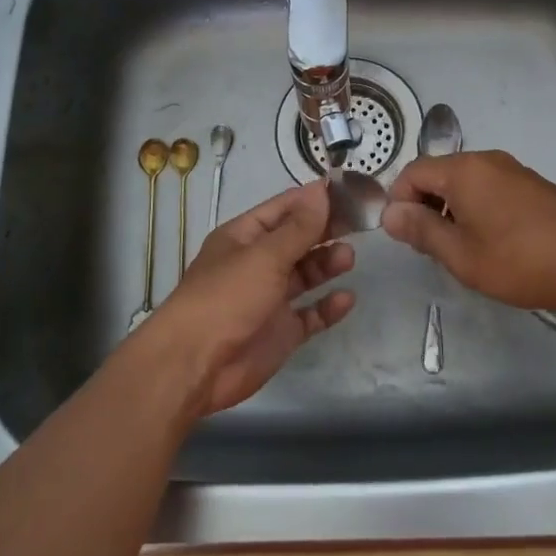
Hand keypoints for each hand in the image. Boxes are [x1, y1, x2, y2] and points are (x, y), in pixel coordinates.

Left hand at [145, 179, 354, 417]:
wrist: (195, 365)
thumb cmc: (226, 297)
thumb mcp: (265, 255)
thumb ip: (299, 227)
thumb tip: (321, 190)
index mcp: (244, 237)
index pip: (284, 209)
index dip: (313, 200)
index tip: (348, 192)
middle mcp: (257, 263)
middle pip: (297, 240)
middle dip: (325, 231)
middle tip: (360, 223)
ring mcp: (269, 299)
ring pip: (305, 275)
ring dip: (327, 265)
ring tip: (349, 258)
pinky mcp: (280, 332)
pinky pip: (310, 314)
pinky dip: (328, 307)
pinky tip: (346, 299)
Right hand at [382, 150, 555, 313]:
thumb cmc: (518, 261)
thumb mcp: (460, 254)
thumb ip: (421, 230)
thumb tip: (390, 213)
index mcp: (464, 170)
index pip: (413, 171)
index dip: (399, 201)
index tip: (404, 236)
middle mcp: (488, 160)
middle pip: (440, 173)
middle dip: (426, 205)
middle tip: (431, 246)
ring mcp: (515, 171)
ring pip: (467, 182)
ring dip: (453, 209)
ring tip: (462, 249)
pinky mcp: (534, 186)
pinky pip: (491, 188)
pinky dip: (479, 208)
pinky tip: (494, 242)